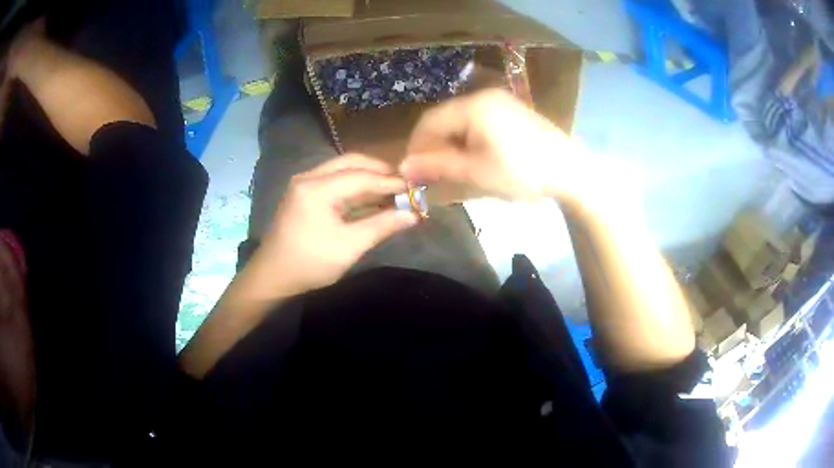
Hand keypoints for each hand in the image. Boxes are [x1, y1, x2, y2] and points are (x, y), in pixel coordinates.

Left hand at [251, 154, 418, 297]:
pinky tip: (372, 197)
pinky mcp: (304, 193)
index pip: (361, 176)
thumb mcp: (349, 247)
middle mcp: (309, 177)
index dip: (390, 182)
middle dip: (379, 171)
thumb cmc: (310, 263)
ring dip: (368, 178)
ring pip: (343, 170)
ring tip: (392, 191)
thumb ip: (382, 226)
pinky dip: (354, 187)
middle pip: (351, 162)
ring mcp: (305, 183)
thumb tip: (413, 215)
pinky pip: (334, 181)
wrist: (273, 276)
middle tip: (403, 184)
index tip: (414, 188)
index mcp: (317, 188)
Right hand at [400, 89, 589, 202]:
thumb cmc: (522, 172)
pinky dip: (468, 139)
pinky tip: (474, 157)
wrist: (571, 170)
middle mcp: (484, 96)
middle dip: (434, 146)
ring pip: (461, 120)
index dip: (416, 146)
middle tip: (431, 173)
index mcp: (473, 106)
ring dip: (451, 143)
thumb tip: (403, 167)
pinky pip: (478, 121)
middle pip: (445, 119)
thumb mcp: (477, 172)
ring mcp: (500, 101)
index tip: (411, 171)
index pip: (430, 122)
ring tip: (452, 168)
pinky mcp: (512, 111)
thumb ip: (437, 167)